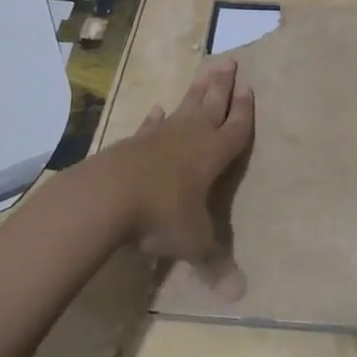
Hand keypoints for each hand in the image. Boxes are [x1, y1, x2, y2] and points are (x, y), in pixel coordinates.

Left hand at [111, 59, 254, 299]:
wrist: (107, 198)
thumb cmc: (161, 215)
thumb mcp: (193, 243)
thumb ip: (215, 264)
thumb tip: (239, 296)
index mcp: (213, 155)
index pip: (236, 127)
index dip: (244, 110)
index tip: (249, 87)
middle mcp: (190, 138)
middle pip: (211, 104)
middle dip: (223, 85)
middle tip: (230, 60)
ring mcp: (159, 136)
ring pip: (184, 107)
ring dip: (196, 90)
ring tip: (206, 71)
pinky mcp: (133, 143)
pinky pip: (150, 125)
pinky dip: (155, 117)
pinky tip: (157, 108)